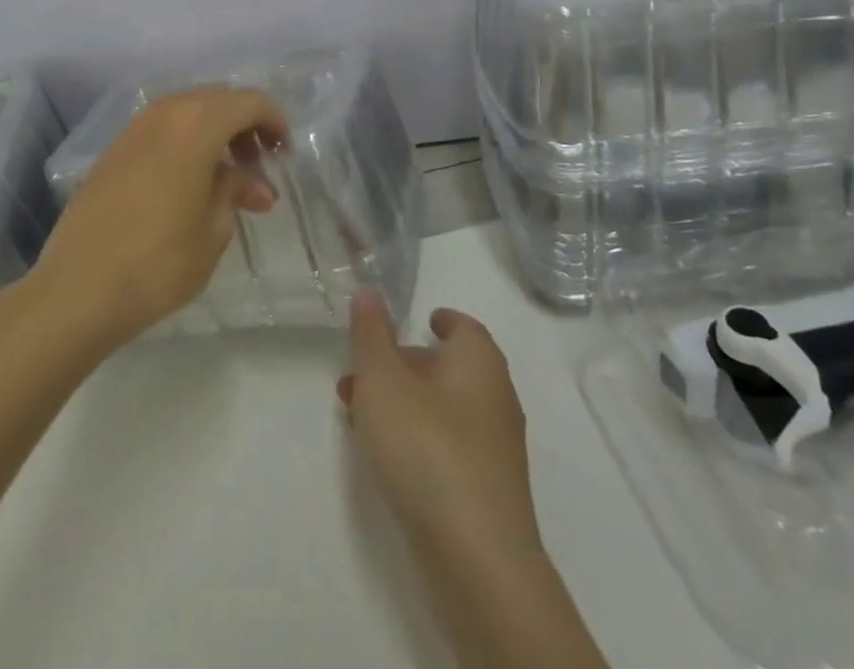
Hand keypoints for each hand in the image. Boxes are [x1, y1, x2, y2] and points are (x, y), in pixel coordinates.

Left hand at [32, 88, 286, 350]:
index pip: (248, 102)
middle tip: (258, 163)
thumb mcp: (213, 230)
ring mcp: (134, 129)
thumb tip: (250, 182)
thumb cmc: (159, 261)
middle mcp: (165, 113)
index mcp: (197, 125)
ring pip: (187, 111)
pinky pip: (161, 128)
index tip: (284, 150)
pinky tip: (189, 180)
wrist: (78, 289)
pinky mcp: (113, 150)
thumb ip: (234, 191)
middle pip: (217, 99)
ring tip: (226, 174)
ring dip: (214, 131)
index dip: (273, 120)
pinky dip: (185, 141)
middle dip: (244, 124)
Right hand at [339, 294, 543, 575]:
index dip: (439, 321)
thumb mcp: (383, 380)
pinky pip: (448, 447)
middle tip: (361, 373)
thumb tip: (370, 290)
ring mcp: (495, 449)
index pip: (463, 327)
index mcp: (479, 361)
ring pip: (444, 409)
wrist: (477, 561)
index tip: (417, 320)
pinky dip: (418, 439)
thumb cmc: (427, 448)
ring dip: (404, 404)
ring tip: (357, 415)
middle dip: (404, 365)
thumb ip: (371, 333)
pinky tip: (386, 457)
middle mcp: (496, 397)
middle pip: (449, 367)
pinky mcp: (488, 492)